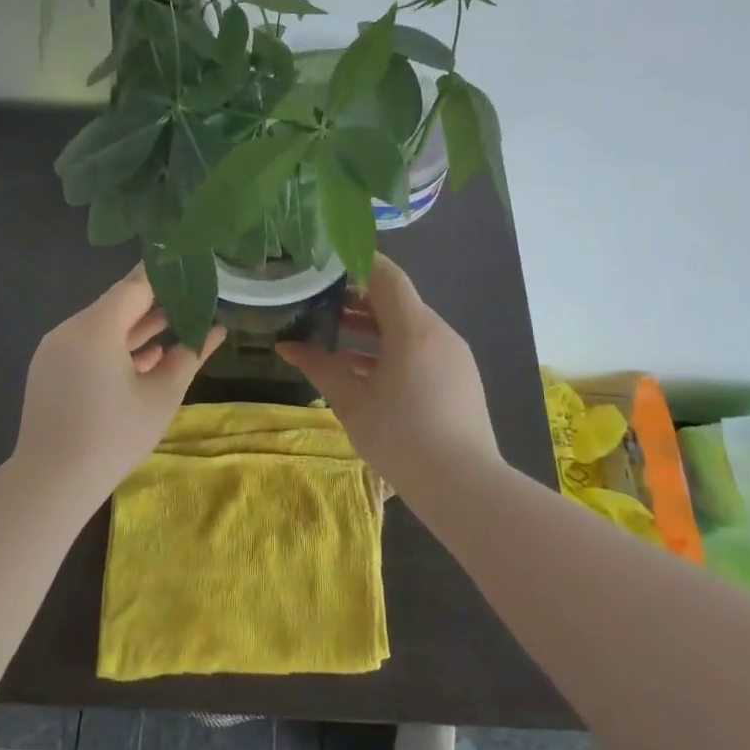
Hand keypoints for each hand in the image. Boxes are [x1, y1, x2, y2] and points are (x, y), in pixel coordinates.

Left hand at [13, 266, 224, 490]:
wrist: (52, 482)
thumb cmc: (115, 436)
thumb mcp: (162, 395)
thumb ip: (190, 355)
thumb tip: (217, 330)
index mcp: (97, 326)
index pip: (135, 285)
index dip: (165, 275)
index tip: (191, 266)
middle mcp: (71, 328)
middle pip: (117, 303)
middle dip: (155, 303)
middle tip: (192, 299)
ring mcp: (55, 348)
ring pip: (102, 325)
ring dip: (136, 327)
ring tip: (175, 328)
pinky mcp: (48, 368)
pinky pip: (86, 345)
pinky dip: (115, 347)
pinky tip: (145, 360)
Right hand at [276, 255, 500, 486]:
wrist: (463, 486)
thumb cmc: (401, 437)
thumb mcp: (351, 401)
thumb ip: (319, 367)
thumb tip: (285, 345)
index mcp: (413, 328)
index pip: (385, 275)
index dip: (355, 262)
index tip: (324, 263)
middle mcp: (437, 331)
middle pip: (396, 300)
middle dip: (357, 298)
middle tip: (318, 301)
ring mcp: (453, 354)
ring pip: (408, 326)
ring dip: (373, 326)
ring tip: (334, 333)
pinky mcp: (459, 376)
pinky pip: (421, 348)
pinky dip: (392, 348)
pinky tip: (364, 369)